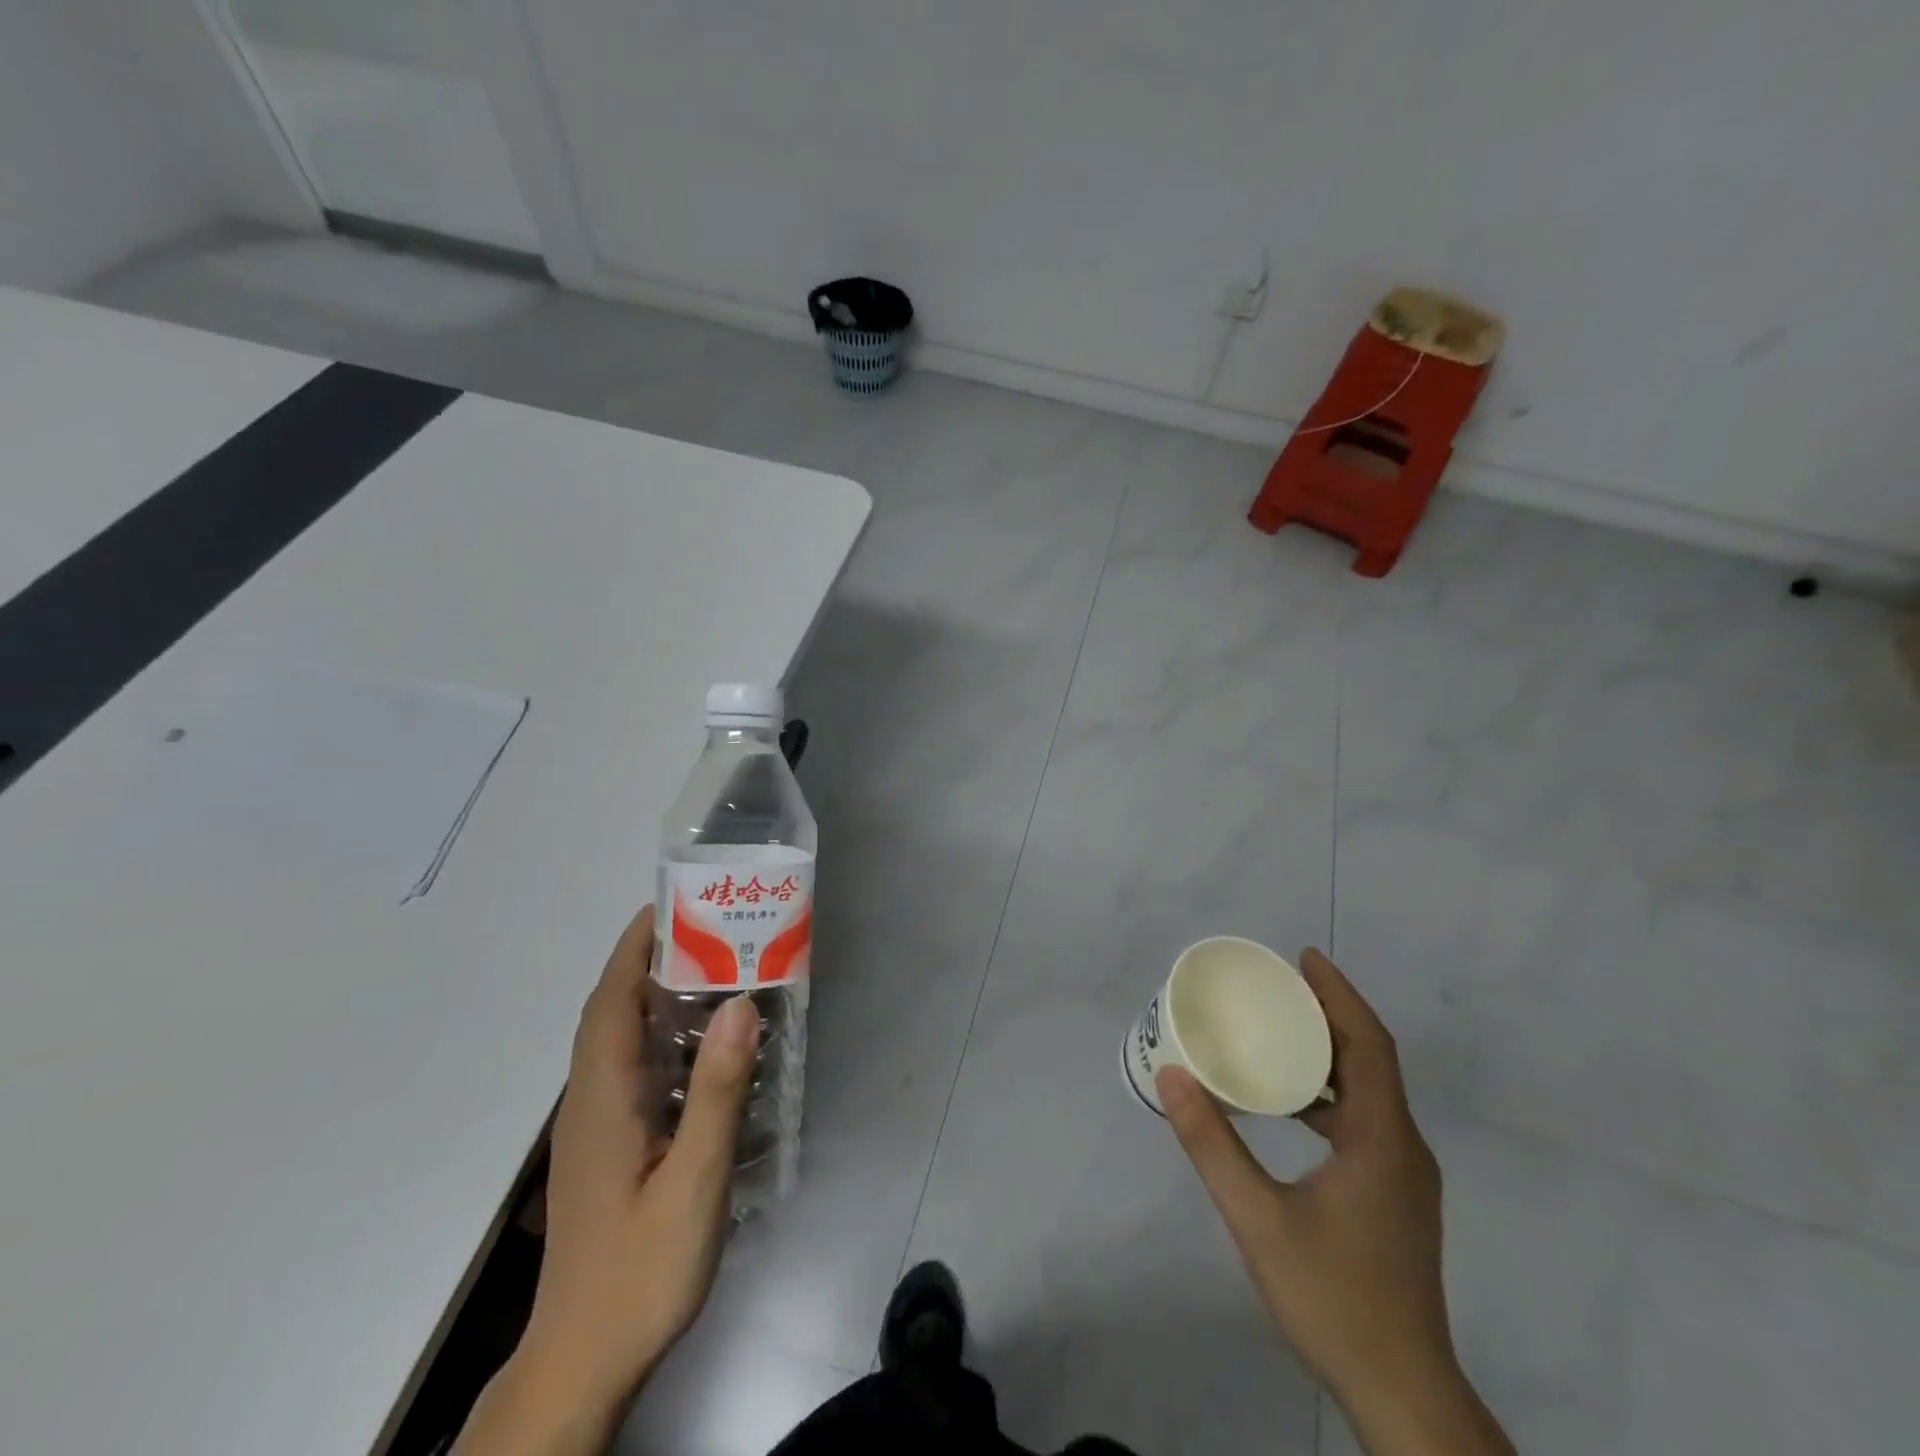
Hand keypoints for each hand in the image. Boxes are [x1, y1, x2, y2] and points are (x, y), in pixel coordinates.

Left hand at [454, 905, 758, 1455]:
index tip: (668, 905)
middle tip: (708, 931)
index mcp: (602, 1098)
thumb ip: (716, 1094)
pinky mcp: (605, 1147)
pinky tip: (699, 1050)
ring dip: (653, 998)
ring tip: (712, 972)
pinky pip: (629, 1070)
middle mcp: (589, 1101)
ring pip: (618, 1041)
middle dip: (648, 961)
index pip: (609, 1001)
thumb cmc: (639, 1272)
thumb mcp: (692, 1183)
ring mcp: (594, 1127)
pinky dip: (657, 1038)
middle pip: (611, 1012)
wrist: (582, 1364)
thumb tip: (738, 1006)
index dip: (633, 948)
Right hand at [1158, 950, 1511, 1455]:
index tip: (1305, 958)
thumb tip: (1172, 1077)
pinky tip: (1294, 1106)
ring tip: (1282, 1032)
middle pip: (1374, 1060)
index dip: (1339, 995)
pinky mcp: (1397, 1198)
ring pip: (1373, 1092)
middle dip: (1331, 1014)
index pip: (1369, 1045)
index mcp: (1383, 1140)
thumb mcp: (1258, 1219)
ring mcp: (1405, 1176)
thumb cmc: (1333, 1298)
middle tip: (1281, 986)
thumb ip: (1212, 1146)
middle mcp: (1404, 1148)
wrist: (1403, 1393)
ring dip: (1332, 1054)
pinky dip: (1333, 1094)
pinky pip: (1368, 1121)